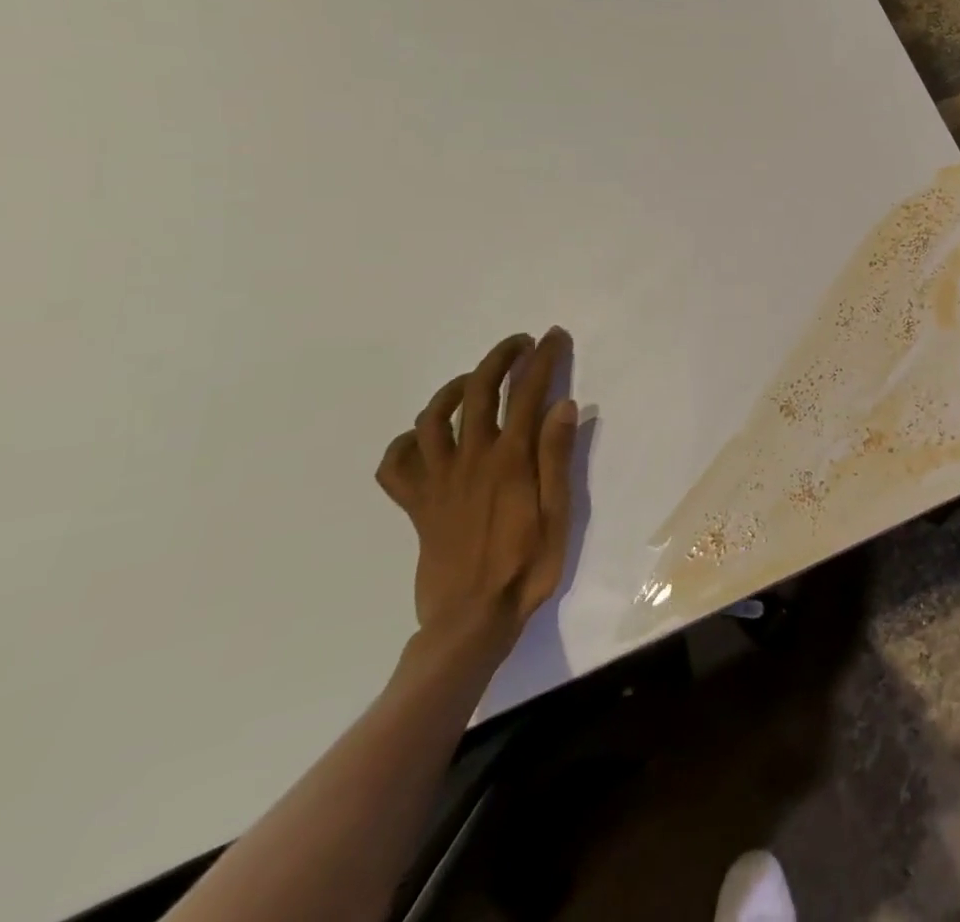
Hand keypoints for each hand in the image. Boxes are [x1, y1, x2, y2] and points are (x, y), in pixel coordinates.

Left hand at [375, 328, 578, 652]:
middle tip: (520, 344)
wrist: (470, 622)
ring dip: (454, 388)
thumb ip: (557, 458)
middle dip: (499, 358)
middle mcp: (470, 460)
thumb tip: (563, 405)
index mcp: (510, 460)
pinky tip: (426, 438)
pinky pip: (396, 465)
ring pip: (432, 418)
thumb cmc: (526, 567)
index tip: (554, 337)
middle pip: (477, 391)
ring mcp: (437, 481)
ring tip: (474, 381)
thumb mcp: (558, 514)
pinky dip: (406, 443)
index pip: (527, 394)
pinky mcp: (416, 505)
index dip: (542, 359)